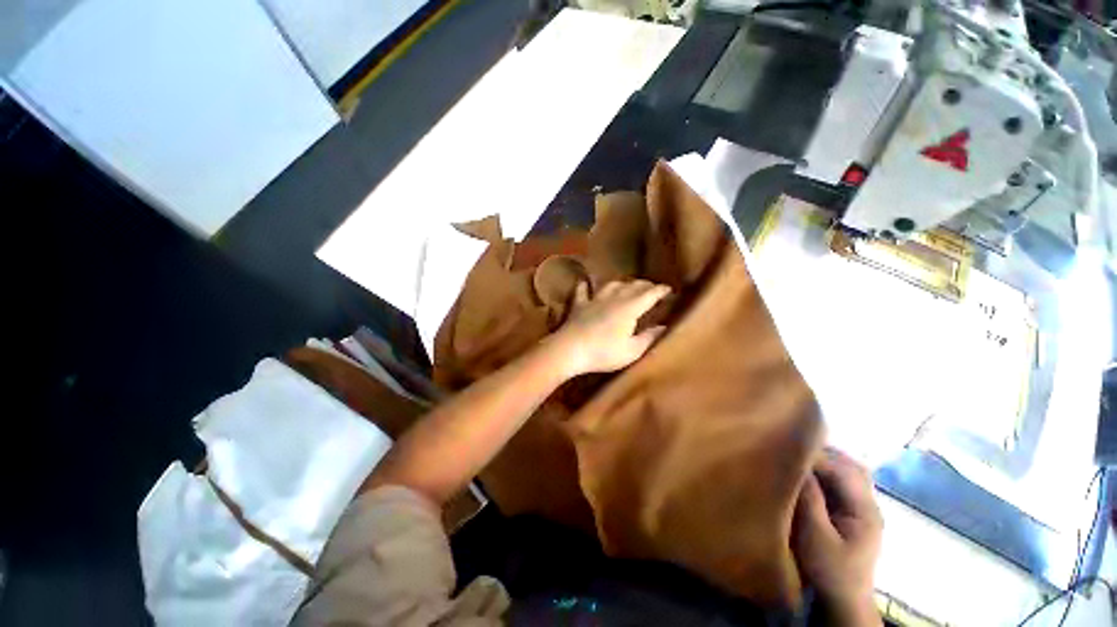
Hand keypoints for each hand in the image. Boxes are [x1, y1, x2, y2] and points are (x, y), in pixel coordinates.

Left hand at [549, 280, 670, 376]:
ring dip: (621, 284)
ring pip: (610, 285)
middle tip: (652, 288)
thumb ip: (649, 337)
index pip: (650, 294)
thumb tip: (663, 327)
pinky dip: (585, 287)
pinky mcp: (579, 305)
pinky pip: (582, 291)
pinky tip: (585, 284)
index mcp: (630, 308)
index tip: (669, 289)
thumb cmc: (604, 352)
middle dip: (644, 285)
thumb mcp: (632, 351)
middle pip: (632, 286)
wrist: (571, 349)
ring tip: (627, 286)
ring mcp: (594, 300)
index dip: (661, 291)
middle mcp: (614, 298)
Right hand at [793, 448, 883, 626]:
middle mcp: (869, 504)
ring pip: (848, 472)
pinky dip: (826, 472)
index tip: (787, 449)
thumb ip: (809, 499)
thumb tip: (798, 465)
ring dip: (826, 461)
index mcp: (865, 510)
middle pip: (851, 466)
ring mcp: (863, 508)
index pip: (842, 471)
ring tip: (799, 456)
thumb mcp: (815, 536)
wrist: (843, 599)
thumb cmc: (829, 570)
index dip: (815, 457)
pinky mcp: (853, 513)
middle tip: (793, 447)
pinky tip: (810, 474)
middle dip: (822, 453)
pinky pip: (842, 482)